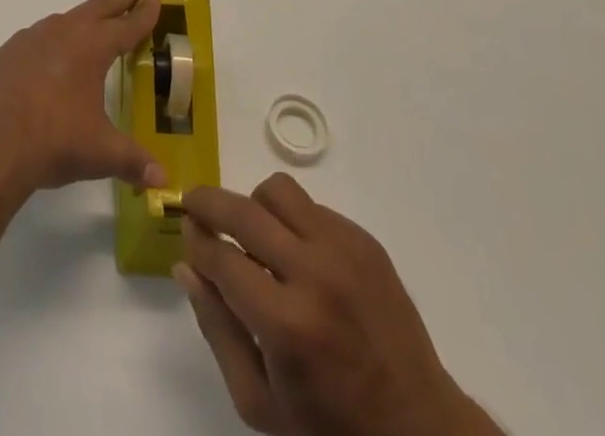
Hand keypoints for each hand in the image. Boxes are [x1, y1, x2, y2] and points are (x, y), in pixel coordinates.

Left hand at [0, 0, 166, 201]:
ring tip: (86, 26)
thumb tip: (163, 180)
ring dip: (78, 22)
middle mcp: (61, 33)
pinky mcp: (0, 56)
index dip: (143, 13)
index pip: (126, 26)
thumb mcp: (101, 153)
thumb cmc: (54, 142)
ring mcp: (27, 40)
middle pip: (98, 7)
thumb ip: (133, 161)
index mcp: (91, 48)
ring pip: (60, 23)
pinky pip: (27, 47)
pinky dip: (40, 51)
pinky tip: (38, 68)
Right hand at [177, 175, 502, 435]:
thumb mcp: (260, 403)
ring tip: (253, 236)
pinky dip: (292, 221)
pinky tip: (296, 255)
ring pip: (278, 191)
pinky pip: (312, 207)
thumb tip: (186, 266)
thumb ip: (217, 330)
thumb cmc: (331, 429)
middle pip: (244, 211)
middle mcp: (315, 274)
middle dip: (208, 203)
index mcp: (287, 325)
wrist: (420, 430)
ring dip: (254, 206)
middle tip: (194, 206)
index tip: (184, 230)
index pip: (222, 259)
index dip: (195, 240)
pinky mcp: (365, 241)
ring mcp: (345, 251)